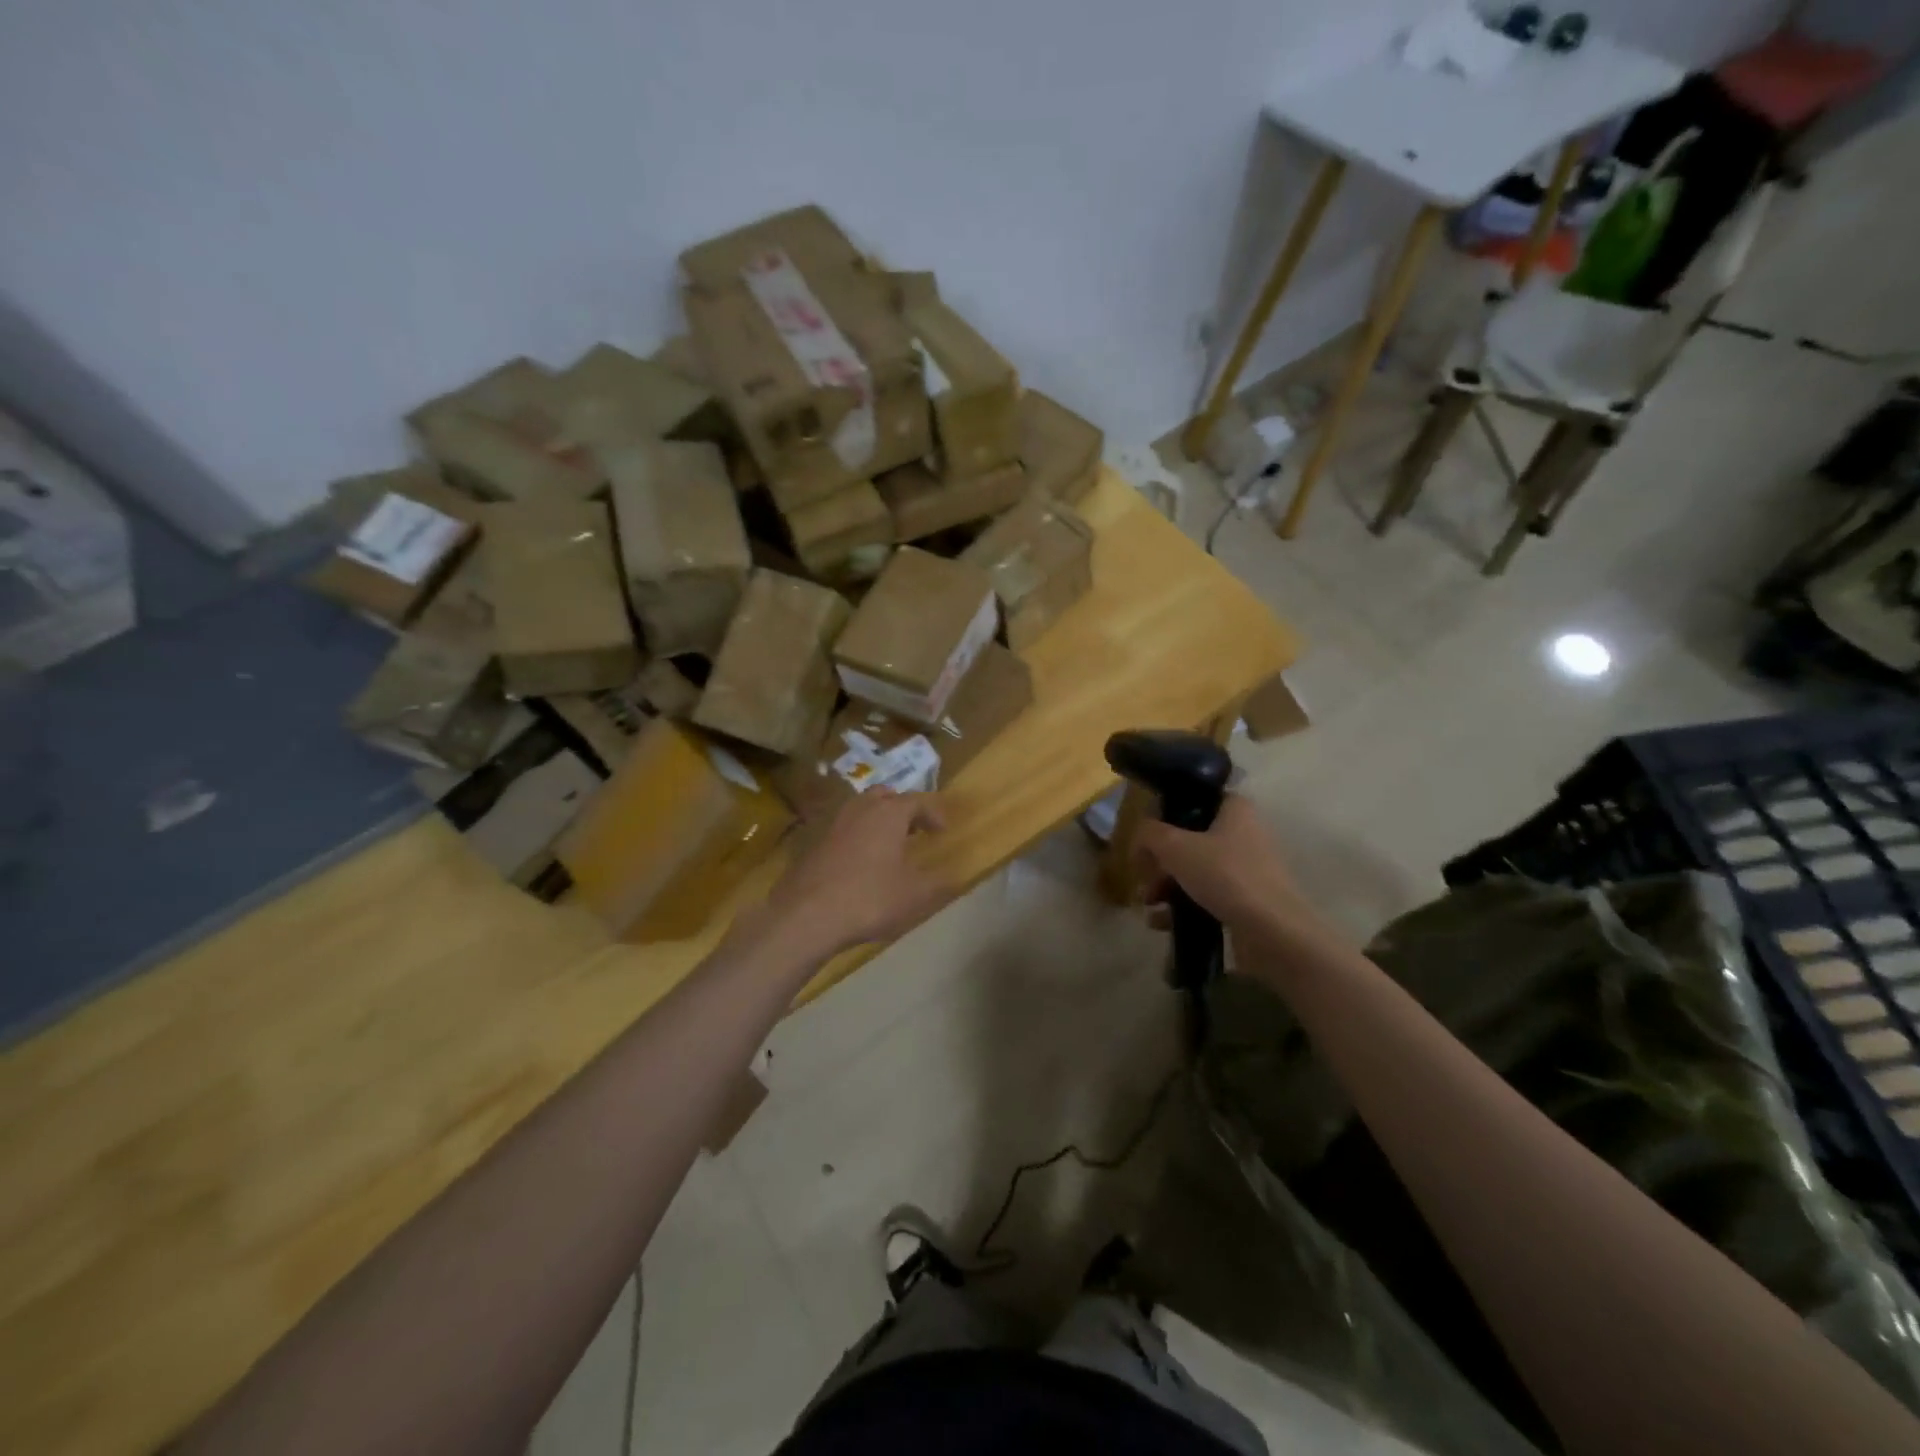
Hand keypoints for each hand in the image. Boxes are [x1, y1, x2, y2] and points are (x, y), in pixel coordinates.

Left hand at [758, 790, 955, 957]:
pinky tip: (860, 864)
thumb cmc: (869, 899)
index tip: (943, 830)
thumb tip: (958, 875)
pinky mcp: (814, 844)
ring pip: (860, 810)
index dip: (934, 813)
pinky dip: (857, 838)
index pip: (917, 801)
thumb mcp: (915, 895)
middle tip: (914, 829)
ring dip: (877, 821)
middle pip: (884, 796)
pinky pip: (843, 830)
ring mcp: (833, 825)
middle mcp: (860, 810)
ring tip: (888, 845)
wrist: (806, 916)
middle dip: (902, 808)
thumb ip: (940, 882)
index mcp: (888, 814)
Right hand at [1132, 796, 1329, 953]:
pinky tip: (1160, 922)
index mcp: (1235, 810)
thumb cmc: (1224, 876)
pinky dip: (1183, 906)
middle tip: (1143, 875)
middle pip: (1191, 839)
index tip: (1147, 834)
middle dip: (1161, 860)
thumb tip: (1140, 835)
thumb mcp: (1175, 847)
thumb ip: (1150, 833)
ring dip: (1167, 885)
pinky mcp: (1246, 901)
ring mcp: (1247, 870)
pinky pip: (1206, 897)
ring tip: (1148, 903)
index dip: (1167, 813)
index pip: (1196, 799)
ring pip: (1196, 870)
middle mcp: (1244, 834)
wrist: (1272, 932)